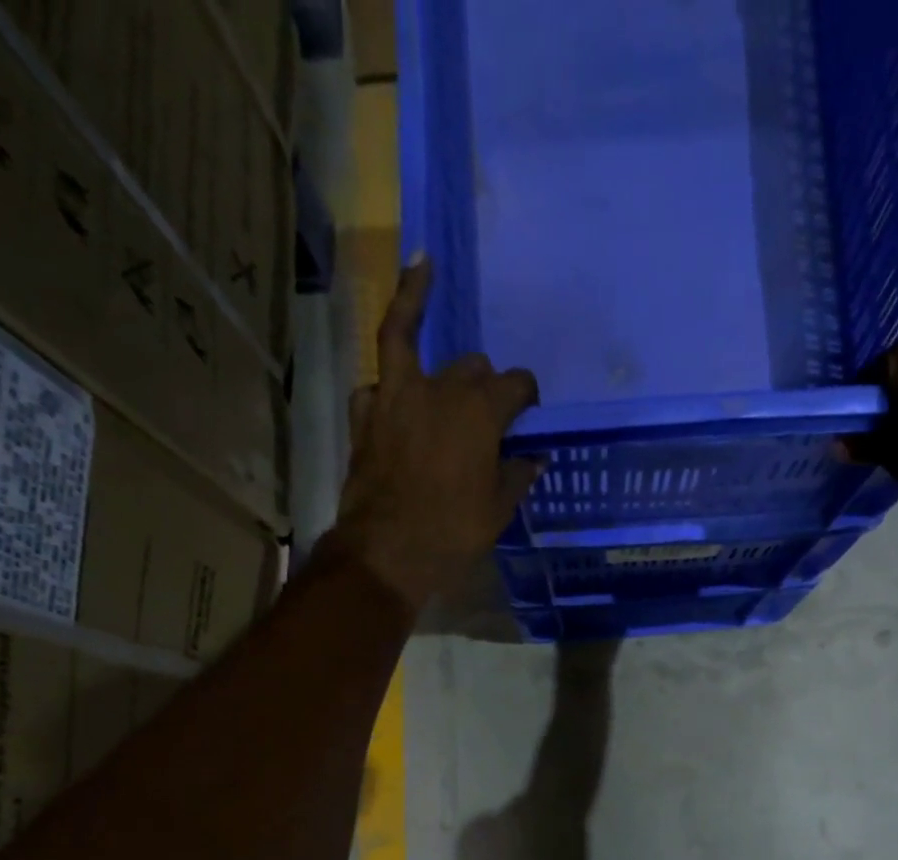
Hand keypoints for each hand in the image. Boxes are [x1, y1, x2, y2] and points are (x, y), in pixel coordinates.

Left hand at [334, 256, 542, 608]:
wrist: (389, 552)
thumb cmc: (454, 531)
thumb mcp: (499, 508)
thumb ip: (517, 474)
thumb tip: (533, 458)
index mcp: (481, 410)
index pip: (516, 383)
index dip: (527, 394)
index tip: (530, 412)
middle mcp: (439, 390)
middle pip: (470, 364)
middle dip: (484, 380)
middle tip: (489, 405)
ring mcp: (394, 398)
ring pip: (404, 339)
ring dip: (414, 305)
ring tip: (421, 270)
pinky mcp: (364, 418)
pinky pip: (374, 385)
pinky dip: (384, 385)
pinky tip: (389, 387)